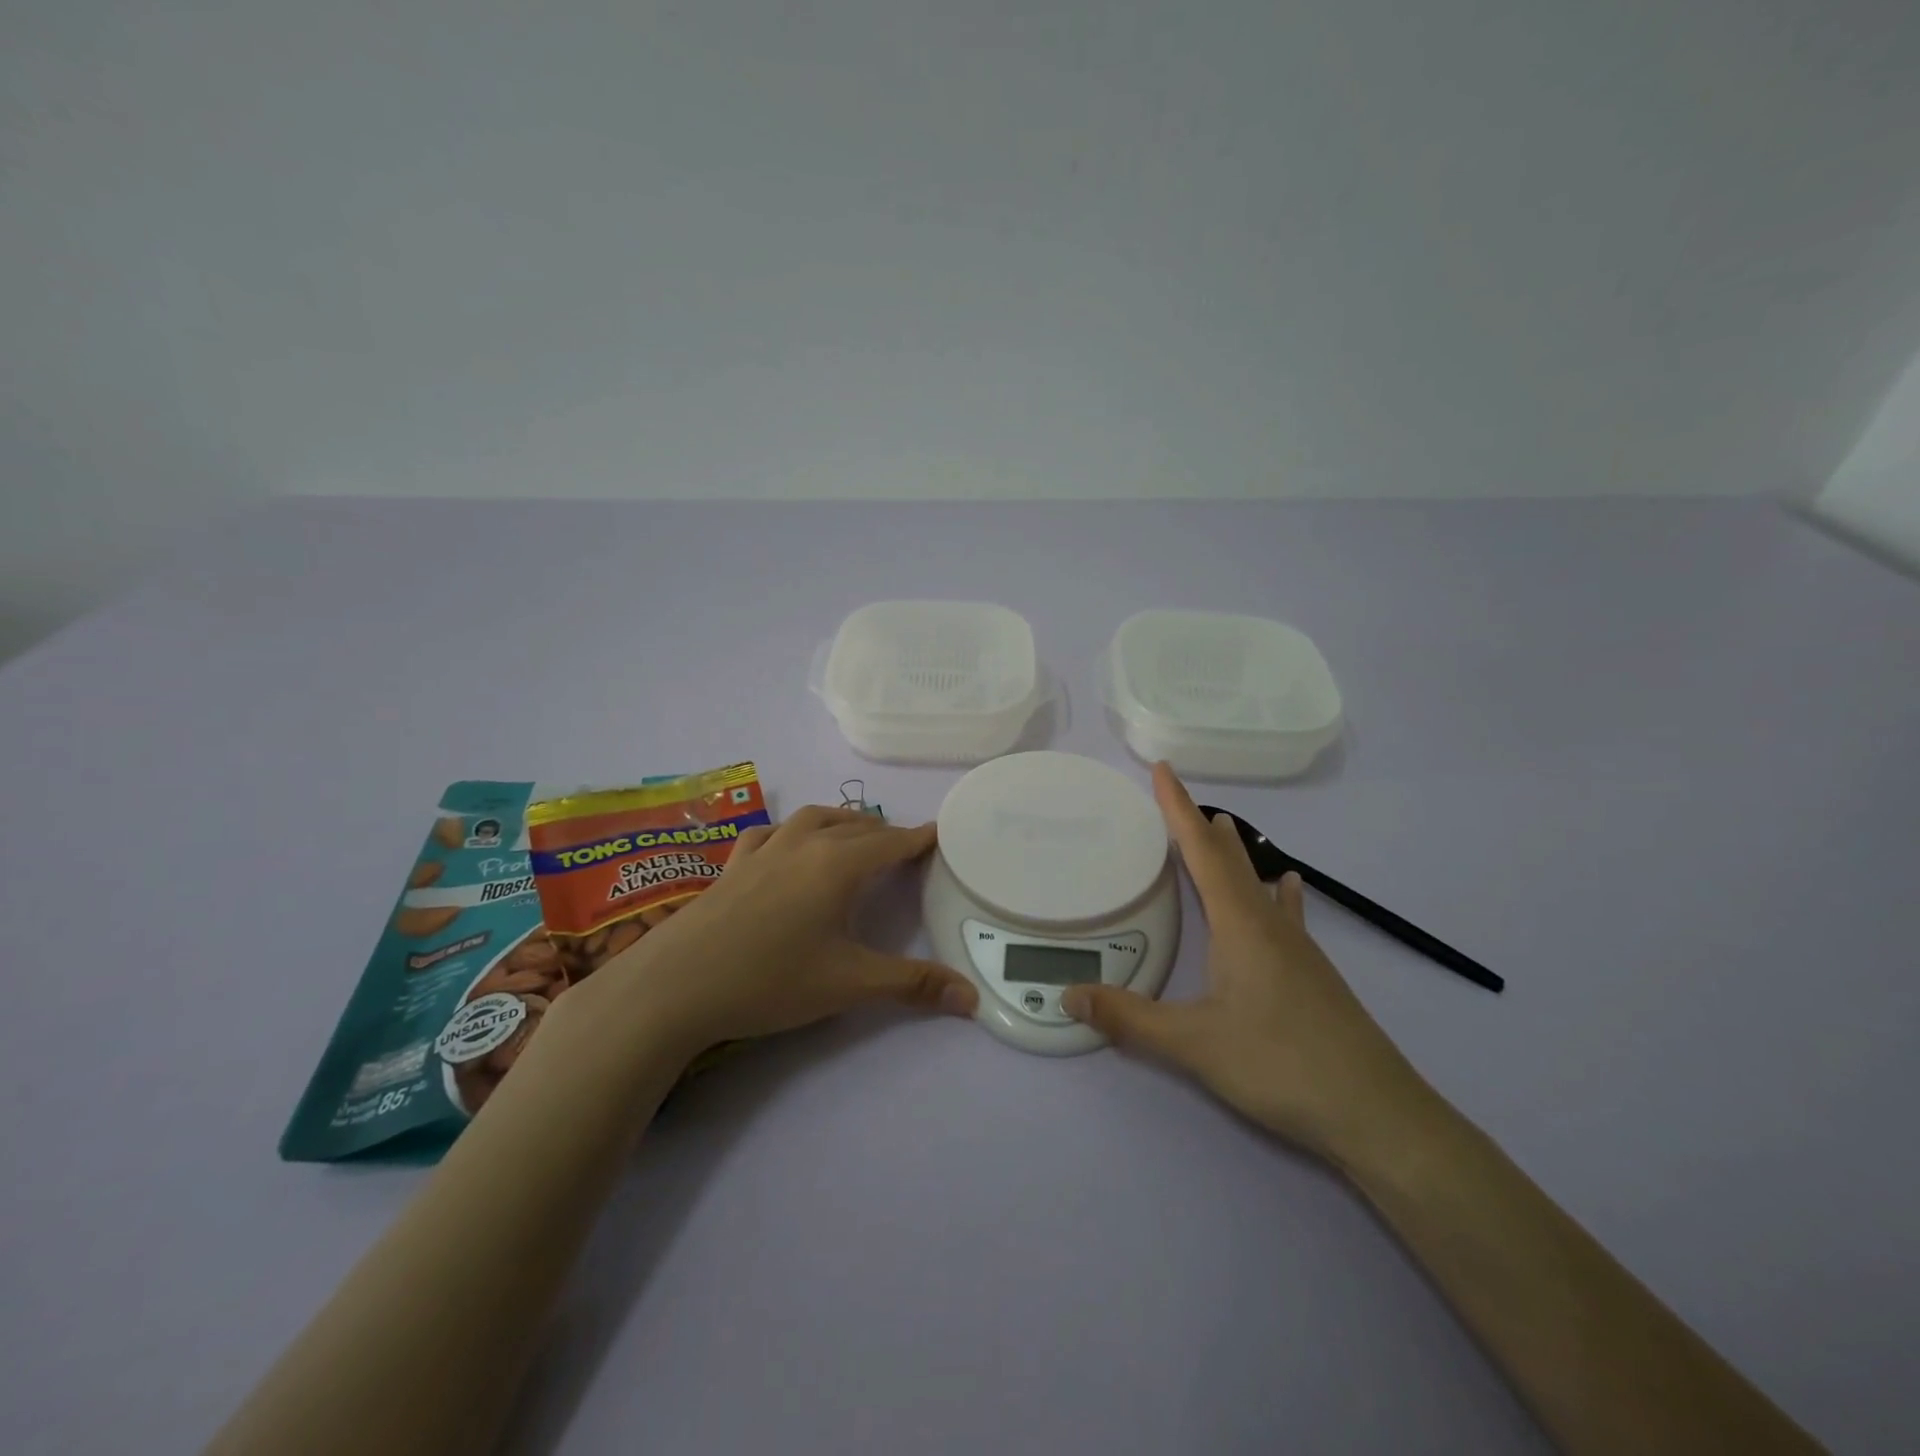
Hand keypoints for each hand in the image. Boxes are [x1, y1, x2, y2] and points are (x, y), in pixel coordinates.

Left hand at [571, 806, 978, 1058]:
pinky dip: (791, 831)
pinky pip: (770, 833)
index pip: (892, 841)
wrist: (674, 985)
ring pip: (813, 819)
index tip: (940, 833)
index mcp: (839, 864)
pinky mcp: (733, 864)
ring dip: (842, 823)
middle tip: (905, 848)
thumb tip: (973, 999)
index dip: (919, 838)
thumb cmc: (770, 979)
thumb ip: (912, 985)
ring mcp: (764, 849)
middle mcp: (805, 844)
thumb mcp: (849, 984)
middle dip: (885, 832)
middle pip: (856, 826)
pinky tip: (786, 845)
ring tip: (855, 836)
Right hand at [1061, 764, 1430, 1165]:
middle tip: (1180, 799)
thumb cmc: (1281, 1065)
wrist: (1376, 1113)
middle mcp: (1270, 925)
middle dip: (1201, 827)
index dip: (1179, 810)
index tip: (1164, 770)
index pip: (1202, 854)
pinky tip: (1289, 889)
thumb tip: (1068, 995)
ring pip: (1259, 884)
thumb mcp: (1194, 1044)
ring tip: (1224, 828)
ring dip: (1236, 854)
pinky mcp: (1312, 974)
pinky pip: (1285, 915)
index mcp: (1240, 926)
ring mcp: (1297, 949)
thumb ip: (1129, 1018)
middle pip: (1232, 861)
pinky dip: (1277, 892)